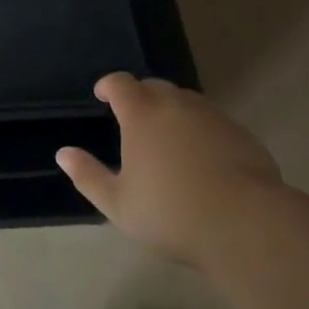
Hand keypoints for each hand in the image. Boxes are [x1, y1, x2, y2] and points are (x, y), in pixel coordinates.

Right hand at [57, 73, 282, 266]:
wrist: (246, 225)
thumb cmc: (171, 213)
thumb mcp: (118, 203)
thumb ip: (88, 175)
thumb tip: (62, 153)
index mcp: (142, 114)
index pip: (120, 83)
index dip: (108, 85)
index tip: (102, 95)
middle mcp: (176, 104)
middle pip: (154, 87)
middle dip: (140, 96)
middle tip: (134, 119)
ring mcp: (212, 116)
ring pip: (185, 102)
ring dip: (171, 111)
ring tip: (167, 138)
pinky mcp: (240, 133)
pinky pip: (212, 121)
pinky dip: (200, 129)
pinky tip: (202, 157)